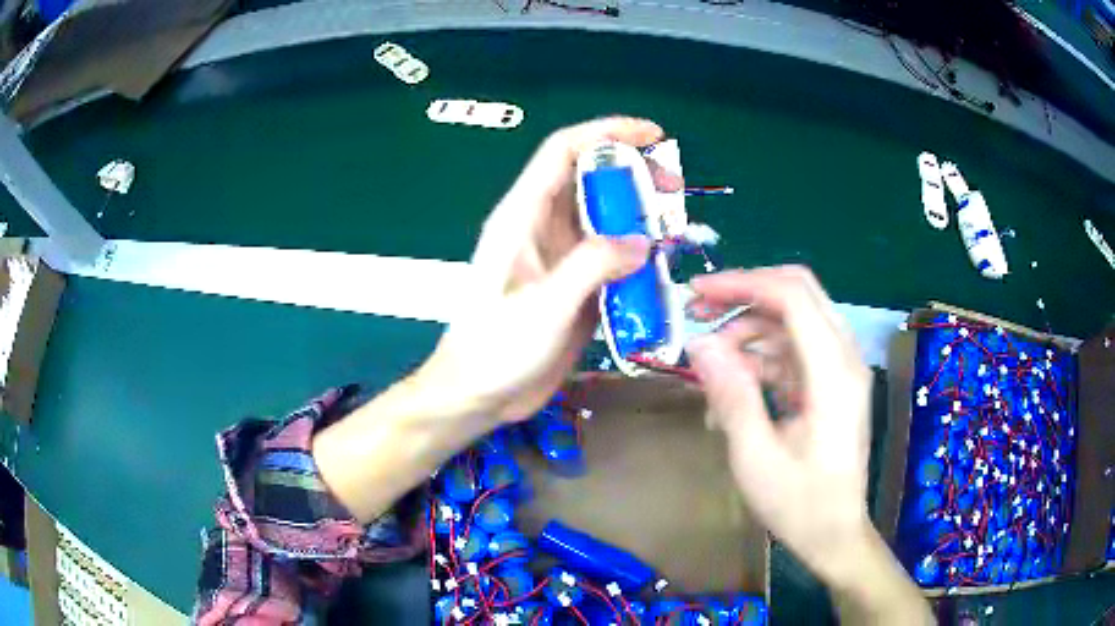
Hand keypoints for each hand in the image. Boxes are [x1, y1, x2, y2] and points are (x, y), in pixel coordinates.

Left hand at [418, 117, 681, 422]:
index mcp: (522, 216)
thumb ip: (592, 266)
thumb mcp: (544, 306)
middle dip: (634, 174)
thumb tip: (642, 241)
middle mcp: (542, 227)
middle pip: (591, 179)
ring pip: (605, 217)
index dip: (606, 132)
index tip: (652, 135)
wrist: (480, 395)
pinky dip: (638, 253)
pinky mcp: (575, 285)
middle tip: (675, 187)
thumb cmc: (495, 348)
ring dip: (640, 215)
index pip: (563, 151)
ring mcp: (561, 257)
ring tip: (676, 228)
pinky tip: (662, 265)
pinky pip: (612, 255)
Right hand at [685, 267, 931, 623]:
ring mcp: (839, 368)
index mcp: (833, 373)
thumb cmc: (799, 504)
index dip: (743, 283)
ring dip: (748, 329)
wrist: (835, 534)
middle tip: (698, 310)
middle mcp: (844, 358)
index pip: (793, 296)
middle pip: (797, 294)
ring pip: (792, 320)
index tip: (696, 292)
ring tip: (709, 364)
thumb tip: (698, 343)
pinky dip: (760, 358)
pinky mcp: (830, 382)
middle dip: (744, 294)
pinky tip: (732, 388)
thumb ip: (732, 395)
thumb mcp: (756, 457)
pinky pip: (792, 349)